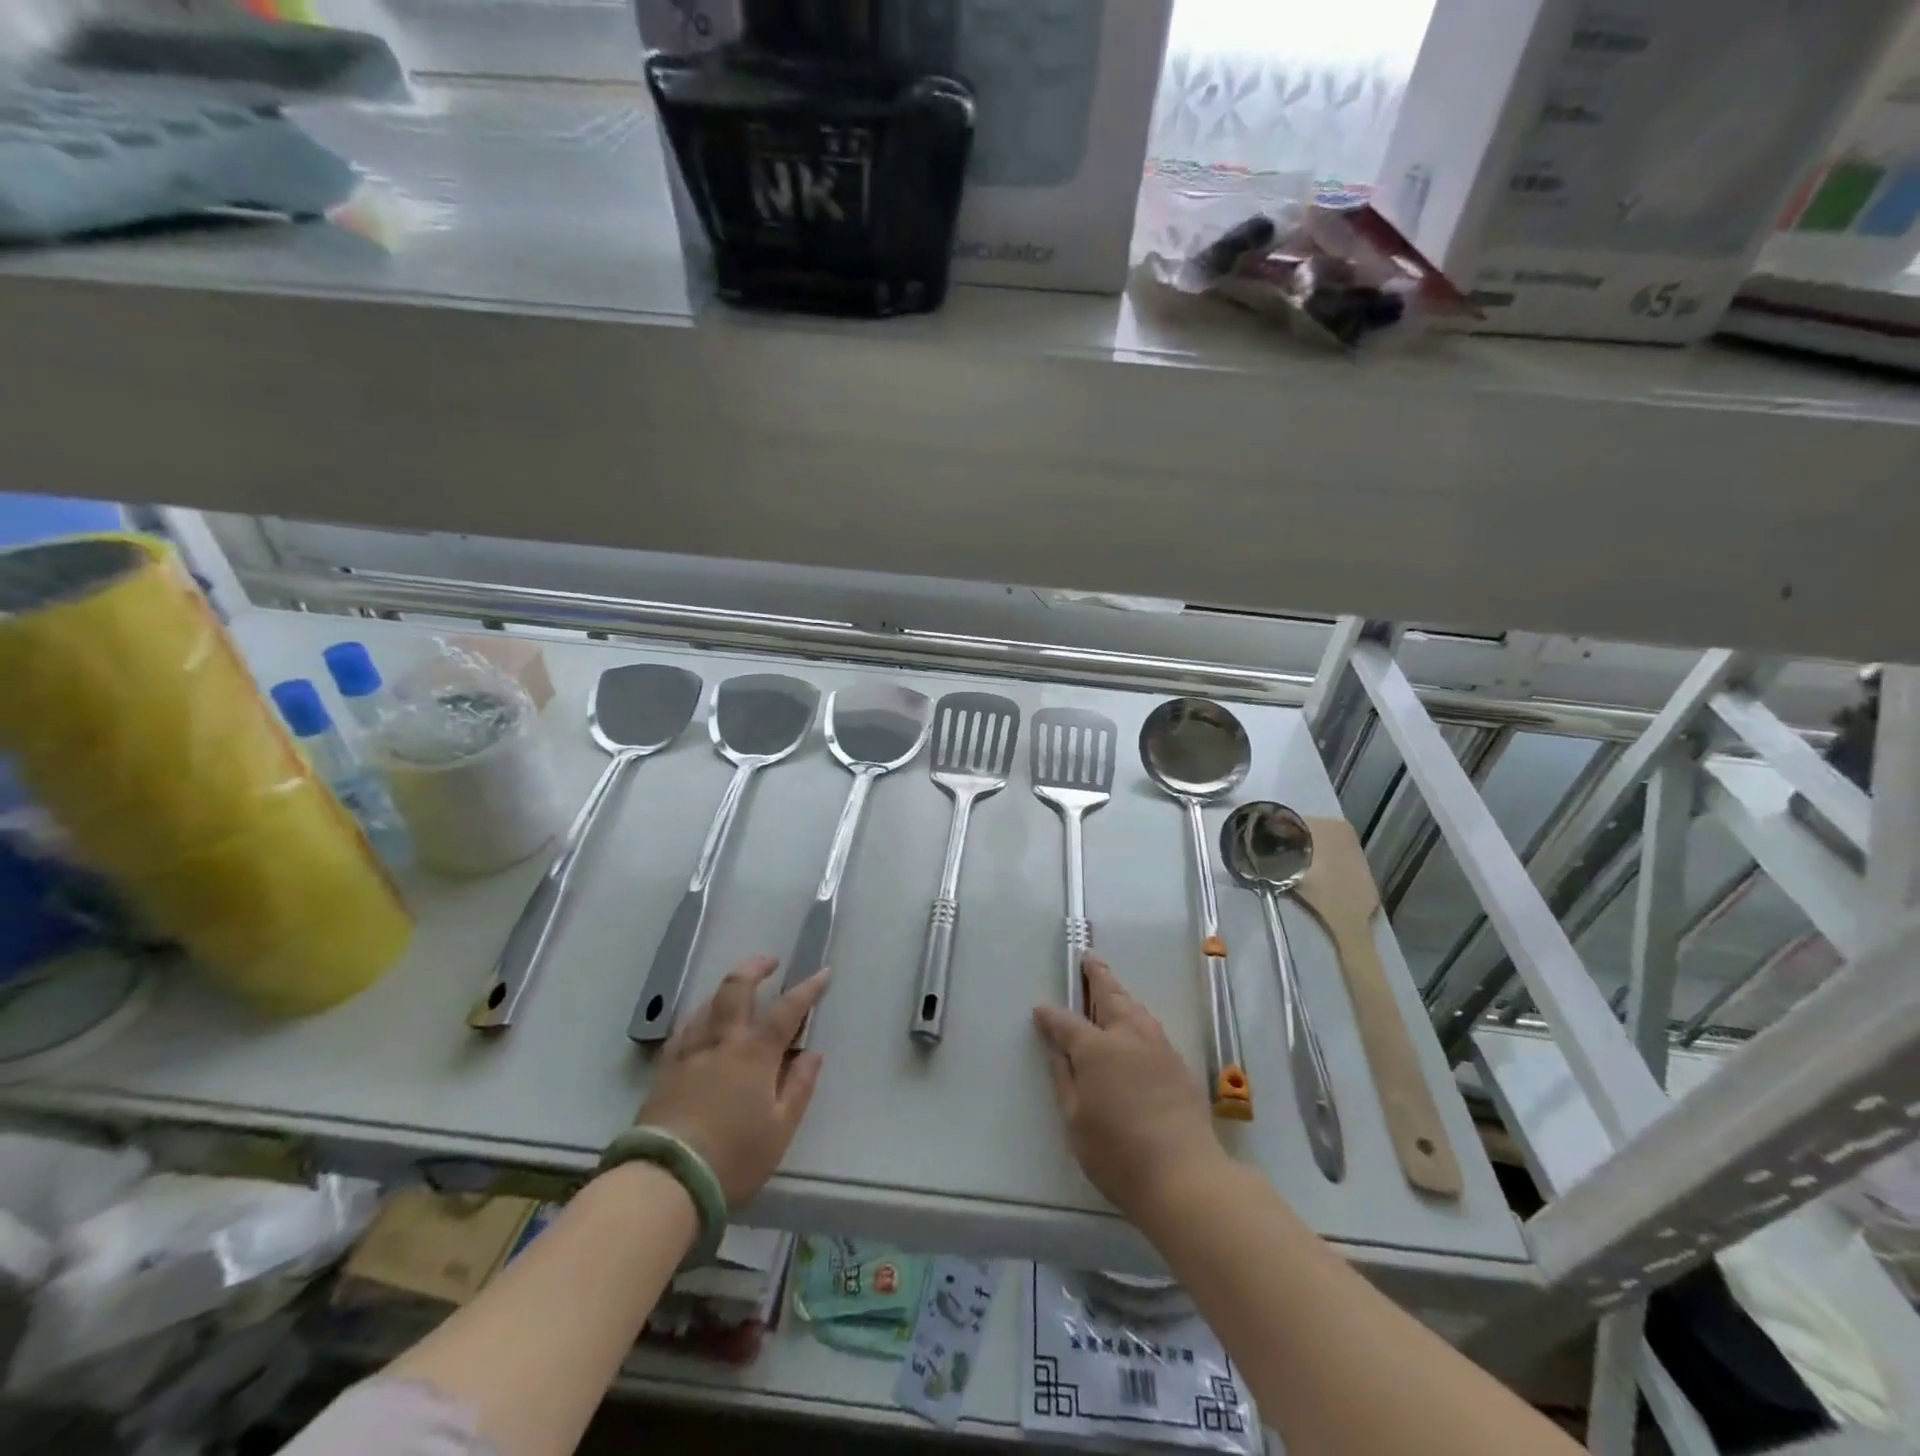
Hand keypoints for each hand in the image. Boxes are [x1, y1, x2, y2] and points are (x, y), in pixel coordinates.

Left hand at [635, 956, 827, 1205]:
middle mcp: (722, 1041)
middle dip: (755, 967)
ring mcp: (689, 1051)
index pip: (787, 1009)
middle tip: (770, 961)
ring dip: (727, 989)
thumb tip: (812, 1053)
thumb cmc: (733, 1156)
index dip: (807, 989)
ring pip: (707, 1004)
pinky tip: (701, 1024)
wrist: (666, 1179)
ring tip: (738, 990)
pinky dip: (701, 1015)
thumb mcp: (780, 1129)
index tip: (822, 973)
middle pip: (737, 988)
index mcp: (755, 1052)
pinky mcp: (664, 1069)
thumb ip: (799, 1087)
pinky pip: (685, 1028)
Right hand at [1033, 957, 1229, 1223]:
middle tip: (1088, 959)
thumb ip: (1065, 1080)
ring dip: (1120, 992)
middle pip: (1110, 996)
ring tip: (1112, 986)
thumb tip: (1058, 1051)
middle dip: (1097, 976)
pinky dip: (1138, 1014)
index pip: (1066, 1023)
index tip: (1040, 1011)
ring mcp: (1157, 1046)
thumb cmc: (1118, 1152)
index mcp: (1096, 1048)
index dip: (1051, 1016)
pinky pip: (1151, 1025)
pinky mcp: (1178, 1062)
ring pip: (1135, 1007)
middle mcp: (1127, 1036)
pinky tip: (1136, 1023)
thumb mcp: (1075, 1120)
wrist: (1184, 1174)